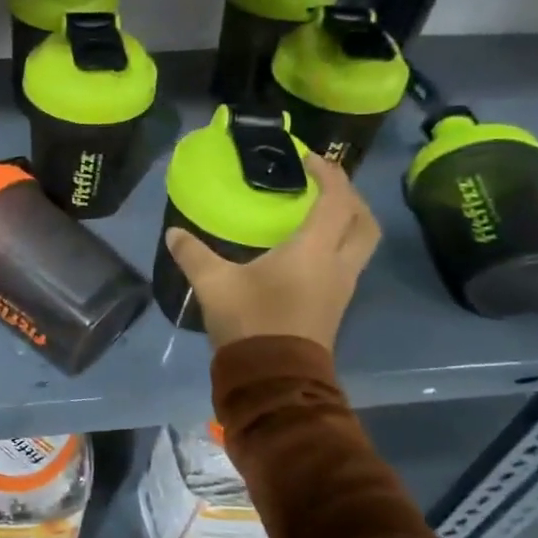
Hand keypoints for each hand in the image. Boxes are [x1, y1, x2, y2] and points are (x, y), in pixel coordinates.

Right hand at [165, 154, 379, 353]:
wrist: (274, 378)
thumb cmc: (250, 322)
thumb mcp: (214, 284)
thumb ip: (193, 254)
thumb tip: (173, 233)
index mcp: (315, 250)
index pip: (336, 200)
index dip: (329, 174)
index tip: (307, 159)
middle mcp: (338, 264)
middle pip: (364, 221)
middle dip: (350, 196)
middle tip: (322, 184)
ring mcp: (342, 287)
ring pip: (361, 243)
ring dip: (348, 221)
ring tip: (317, 211)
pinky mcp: (336, 305)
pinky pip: (349, 261)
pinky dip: (338, 243)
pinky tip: (308, 247)